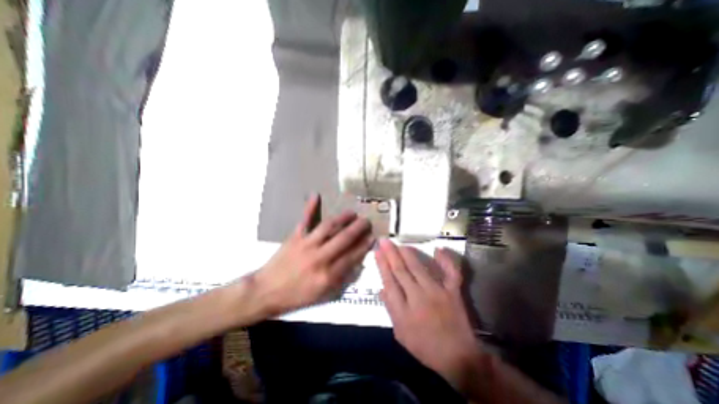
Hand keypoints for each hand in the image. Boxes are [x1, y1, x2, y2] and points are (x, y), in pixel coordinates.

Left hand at [254, 196, 376, 315]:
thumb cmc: (297, 296)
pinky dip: (310, 207)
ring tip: (352, 213)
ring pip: (328, 226)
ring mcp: (306, 244)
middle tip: (367, 221)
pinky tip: (316, 195)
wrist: (266, 291)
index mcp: (328, 275)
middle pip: (344, 238)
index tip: (373, 237)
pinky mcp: (295, 237)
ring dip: (343, 218)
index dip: (364, 246)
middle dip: (358, 228)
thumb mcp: (323, 295)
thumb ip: (341, 279)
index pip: (352, 256)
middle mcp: (320, 257)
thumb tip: (356, 264)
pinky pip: (304, 220)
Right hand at [378, 240, 481, 390]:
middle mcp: (419, 297)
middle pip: (401, 271)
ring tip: (399, 244)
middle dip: (391, 254)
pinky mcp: (453, 292)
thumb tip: (381, 288)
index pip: (389, 281)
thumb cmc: (425, 347)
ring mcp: (438, 292)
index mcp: (404, 311)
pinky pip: (451, 272)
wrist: (458, 358)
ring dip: (408, 254)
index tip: (377, 252)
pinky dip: (446, 260)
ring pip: (419, 268)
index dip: (382, 265)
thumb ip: (391, 309)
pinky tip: (438, 249)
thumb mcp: (401, 333)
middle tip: (384, 240)